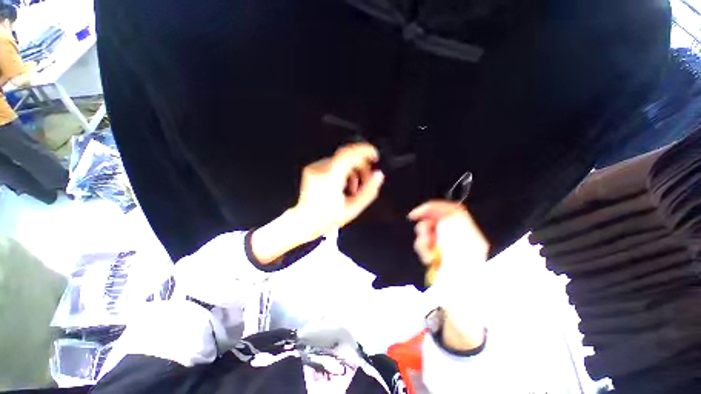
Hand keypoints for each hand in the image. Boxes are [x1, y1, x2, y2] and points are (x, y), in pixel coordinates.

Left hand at [251, 143, 383, 263]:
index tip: (374, 155)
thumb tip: (378, 175)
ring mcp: (315, 168)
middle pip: (346, 156)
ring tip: (354, 187)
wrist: (304, 221)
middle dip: (361, 164)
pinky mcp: (312, 168)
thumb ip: (369, 190)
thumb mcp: (353, 208)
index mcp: (331, 178)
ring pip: (341, 160)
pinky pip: (333, 164)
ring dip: (352, 170)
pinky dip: (342, 171)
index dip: (364, 150)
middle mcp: (321, 169)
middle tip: (367, 178)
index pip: (348, 154)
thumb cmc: (328, 218)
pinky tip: (343, 185)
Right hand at [408, 201, 488, 351]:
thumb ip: (452, 226)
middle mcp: (458, 237)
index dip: (434, 207)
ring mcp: (448, 246)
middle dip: (426, 227)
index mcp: (469, 234)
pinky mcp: (438, 253)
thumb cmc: (460, 277)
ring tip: (427, 254)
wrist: (458, 304)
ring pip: (429, 231)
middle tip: (425, 238)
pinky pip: (426, 243)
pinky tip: (427, 259)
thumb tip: (442, 213)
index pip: (452, 210)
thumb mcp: (459, 248)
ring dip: (423, 240)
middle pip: (437, 220)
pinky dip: (423, 249)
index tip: (418, 213)